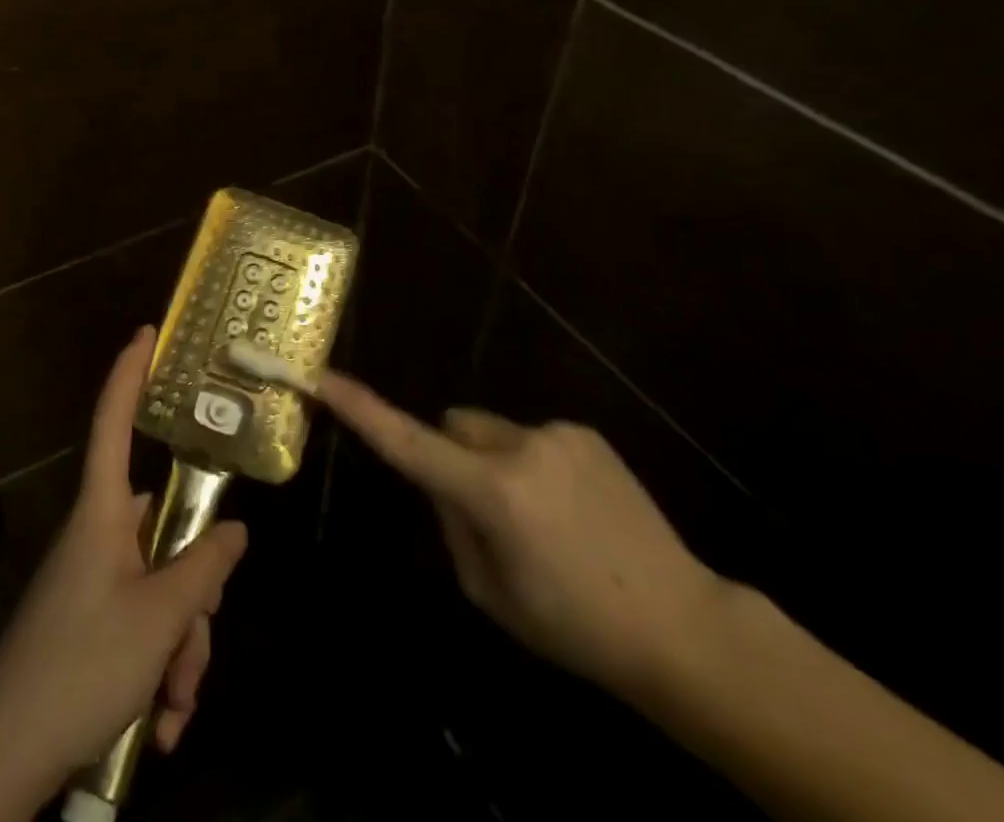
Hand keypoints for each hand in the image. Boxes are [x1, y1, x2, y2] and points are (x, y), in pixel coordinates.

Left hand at [0, 328, 248, 821]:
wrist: (0, 767)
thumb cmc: (80, 669)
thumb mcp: (158, 620)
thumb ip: (204, 567)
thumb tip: (233, 530)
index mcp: (102, 513)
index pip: (113, 422)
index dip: (129, 373)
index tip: (146, 332)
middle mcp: (98, 538)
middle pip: (165, 530)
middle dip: (195, 594)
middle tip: (193, 654)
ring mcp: (93, 585)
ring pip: (162, 588)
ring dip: (181, 648)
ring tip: (175, 706)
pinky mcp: (90, 628)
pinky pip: (143, 627)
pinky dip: (160, 670)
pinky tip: (160, 725)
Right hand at [319, 372, 725, 696]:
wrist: (680, 624)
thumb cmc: (573, 626)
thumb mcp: (490, 593)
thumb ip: (453, 525)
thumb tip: (444, 482)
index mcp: (493, 493)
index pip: (410, 444)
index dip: (362, 410)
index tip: (323, 377)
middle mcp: (521, 446)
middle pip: (454, 427)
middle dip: (454, 456)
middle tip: (487, 514)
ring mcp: (557, 432)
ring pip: (493, 432)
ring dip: (497, 462)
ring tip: (544, 519)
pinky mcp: (585, 432)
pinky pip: (533, 437)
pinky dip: (534, 463)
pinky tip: (572, 509)